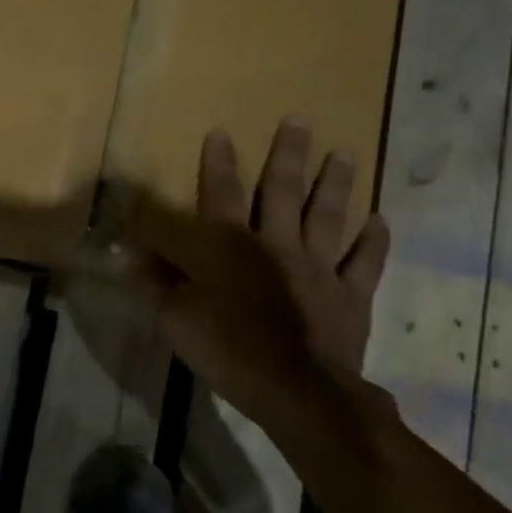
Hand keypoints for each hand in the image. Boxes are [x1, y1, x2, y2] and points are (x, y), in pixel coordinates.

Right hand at [127, 118, 390, 435]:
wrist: (297, 391)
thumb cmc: (229, 350)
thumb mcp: (176, 319)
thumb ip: (156, 282)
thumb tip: (131, 254)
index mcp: (232, 248)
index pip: (221, 195)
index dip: (218, 163)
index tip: (221, 131)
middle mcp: (278, 245)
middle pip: (283, 192)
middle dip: (288, 155)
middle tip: (299, 122)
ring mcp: (319, 268)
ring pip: (328, 216)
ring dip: (336, 184)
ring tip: (345, 153)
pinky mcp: (350, 296)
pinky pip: (365, 263)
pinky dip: (373, 242)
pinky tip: (380, 221)